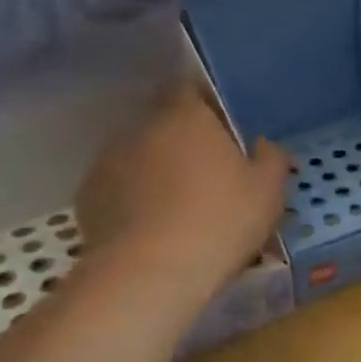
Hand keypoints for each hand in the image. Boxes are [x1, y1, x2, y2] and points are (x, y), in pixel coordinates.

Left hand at [76, 89, 288, 292]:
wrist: (151, 273)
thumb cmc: (220, 221)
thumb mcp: (269, 192)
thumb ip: (272, 159)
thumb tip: (263, 145)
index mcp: (187, 115)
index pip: (192, 88)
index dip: (208, 107)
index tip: (226, 133)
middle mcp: (141, 126)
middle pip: (165, 124)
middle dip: (183, 142)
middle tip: (209, 177)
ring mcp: (108, 161)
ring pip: (140, 156)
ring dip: (157, 172)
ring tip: (179, 209)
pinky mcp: (88, 196)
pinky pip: (119, 189)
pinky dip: (134, 201)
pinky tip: (153, 230)